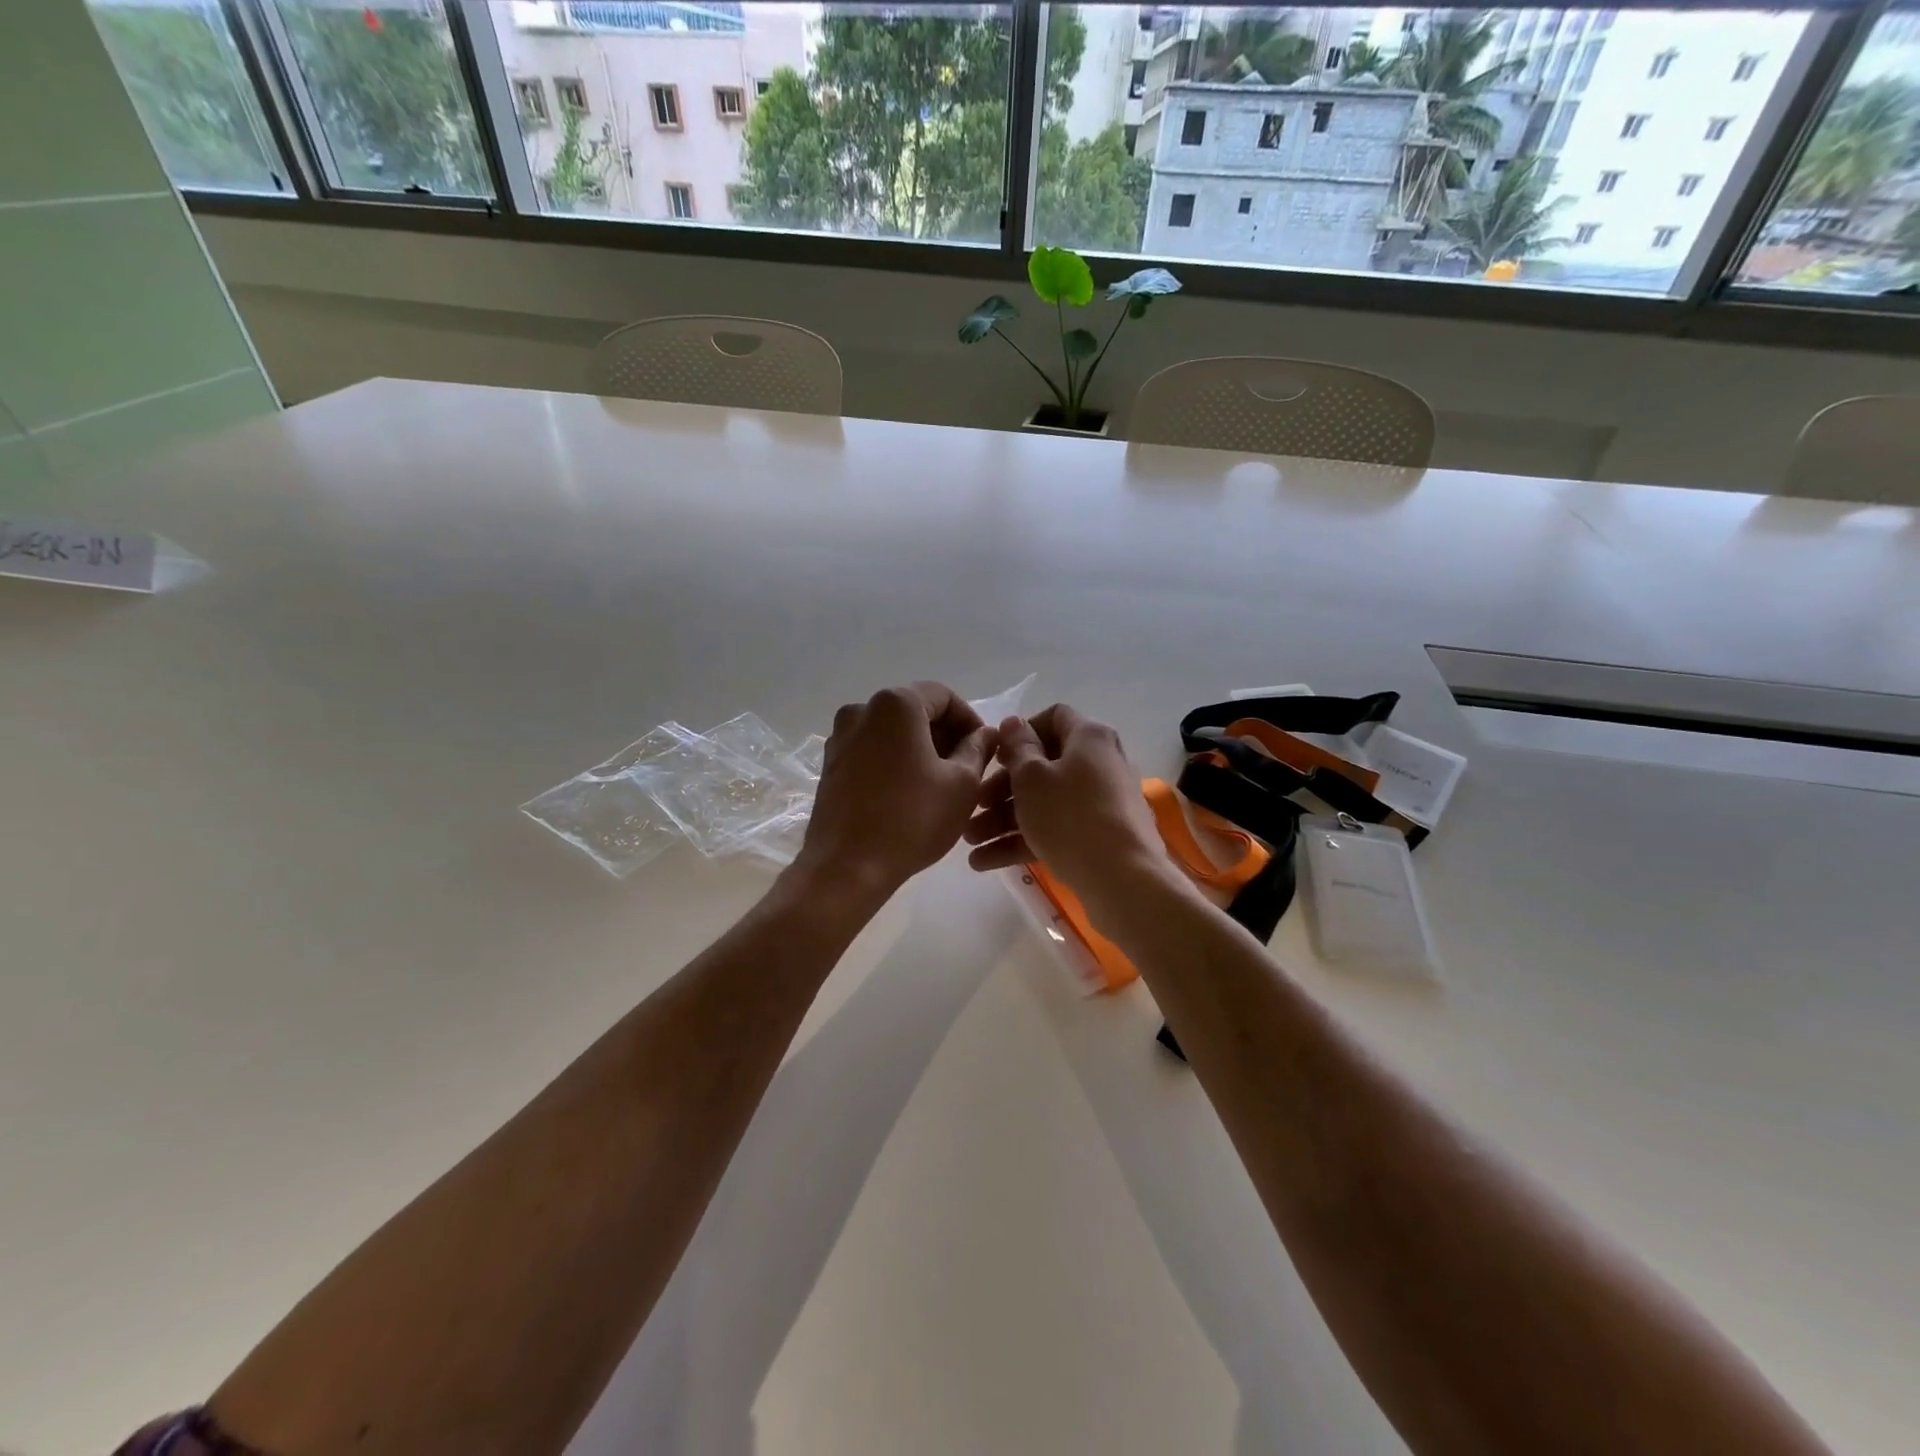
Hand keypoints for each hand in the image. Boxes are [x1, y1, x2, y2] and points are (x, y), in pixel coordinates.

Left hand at [795, 683, 996, 896]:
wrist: (847, 867)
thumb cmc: (913, 819)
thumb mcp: (962, 783)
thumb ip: (978, 748)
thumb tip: (986, 733)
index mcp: (895, 704)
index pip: (944, 696)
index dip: (970, 720)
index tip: (985, 750)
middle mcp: (861, 710)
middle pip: (915, 711)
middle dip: (945, 735)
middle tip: (967, 769)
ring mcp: (840, 738)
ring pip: (892, 732)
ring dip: (920, 750)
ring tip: (940, 785)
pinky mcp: (830, 765)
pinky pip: (871, 751)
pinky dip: (894, 762)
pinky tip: (909, 794)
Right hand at [964, 704, 1169, 917]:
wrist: (1122, 879)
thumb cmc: (1070, 816)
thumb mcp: (1032, 778)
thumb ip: (1017, 747)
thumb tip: (1014, 723)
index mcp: (1089, 738)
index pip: (1053, 717)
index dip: (1020, 733)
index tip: (995, 756)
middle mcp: (1100, 763)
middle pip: (1044, 766)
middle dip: (1001, 787)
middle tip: (975, 805)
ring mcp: (1102, 803)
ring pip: (1045, 802)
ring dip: (1004, 819)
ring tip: (970, 841)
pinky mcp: (1100, 837)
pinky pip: (1056, 829)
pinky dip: (1024, 840)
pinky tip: (985, 862)